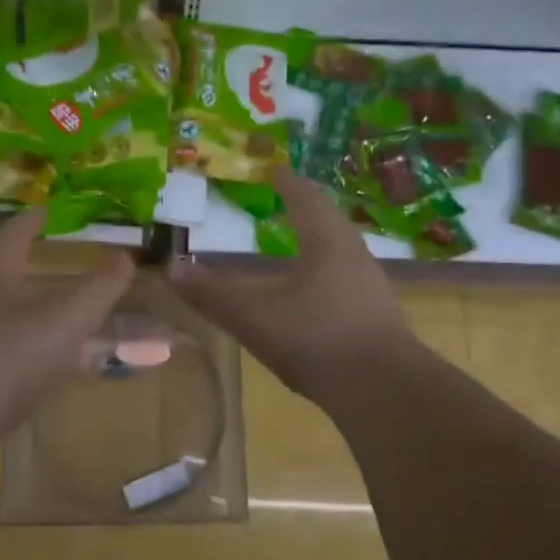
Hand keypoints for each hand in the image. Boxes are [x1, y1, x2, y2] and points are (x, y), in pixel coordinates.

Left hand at [0, 207, 134, 450]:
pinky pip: (17, 356)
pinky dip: (47, 355)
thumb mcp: (67, 317)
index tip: (49, 210)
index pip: (14, 234)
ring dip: (55, 320)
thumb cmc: (9, 356)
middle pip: (19, 279)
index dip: (34, 220)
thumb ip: (101, 287)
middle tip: (89, 278)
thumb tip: (126, 258)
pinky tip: (67, 370)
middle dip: (55, 278)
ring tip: (89, 326)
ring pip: (21, 321)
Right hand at [170, 166, 413, 409]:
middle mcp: (354, 252)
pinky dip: (329, 264)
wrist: (386, 391)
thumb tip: (172, 267)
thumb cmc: (318, 340)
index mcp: (326, 240)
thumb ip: (213, 295)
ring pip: (342, 244)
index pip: (304, 196)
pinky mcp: (379, 311)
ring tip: (301, 235)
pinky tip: (318, 286)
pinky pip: (349, 272)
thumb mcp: (255, 319)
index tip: (273, 167)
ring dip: (320, 234)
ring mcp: (372, 282)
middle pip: (328, 215)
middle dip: (305, 203)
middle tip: (285, 195)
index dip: (286, 180)